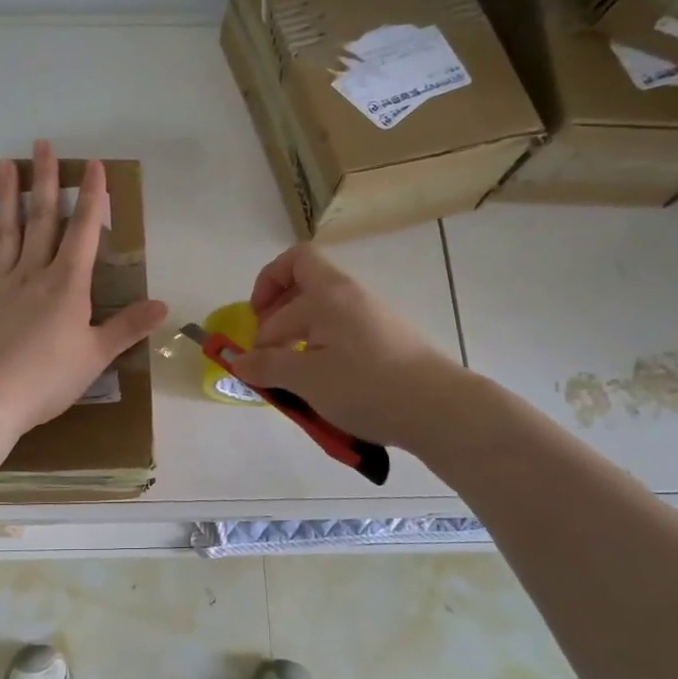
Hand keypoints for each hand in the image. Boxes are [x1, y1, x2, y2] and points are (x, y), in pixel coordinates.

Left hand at [0, 140, 168, 432]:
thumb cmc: (48, 379)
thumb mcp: (96, 356)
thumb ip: (127, 327)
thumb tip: (163, 305)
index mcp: (67, 285)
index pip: (84, 233)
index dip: (92, 198)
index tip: (94, 166)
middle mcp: (33, 274)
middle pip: (42, 221)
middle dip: (46, 182)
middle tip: (43, 145)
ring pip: (5, 232)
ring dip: (6, 197)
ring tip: (5, 163)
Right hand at [222, 244, 461, 444]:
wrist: (439, 410)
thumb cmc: (366, 386)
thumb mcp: (306, 379)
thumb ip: (267, 366)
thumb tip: (238, 361)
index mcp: (328, 293)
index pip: (288, 268)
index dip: (264, 291)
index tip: (255, 326)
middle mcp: (351, 296)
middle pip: (305, 285)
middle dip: (277, 315)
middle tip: (266, 352)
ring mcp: (373, 318)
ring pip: (324, 313)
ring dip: (298, 337)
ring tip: (291, 374)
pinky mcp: (388, 342)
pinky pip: (343, 334)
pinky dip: (322, 350)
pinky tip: (321, 383)